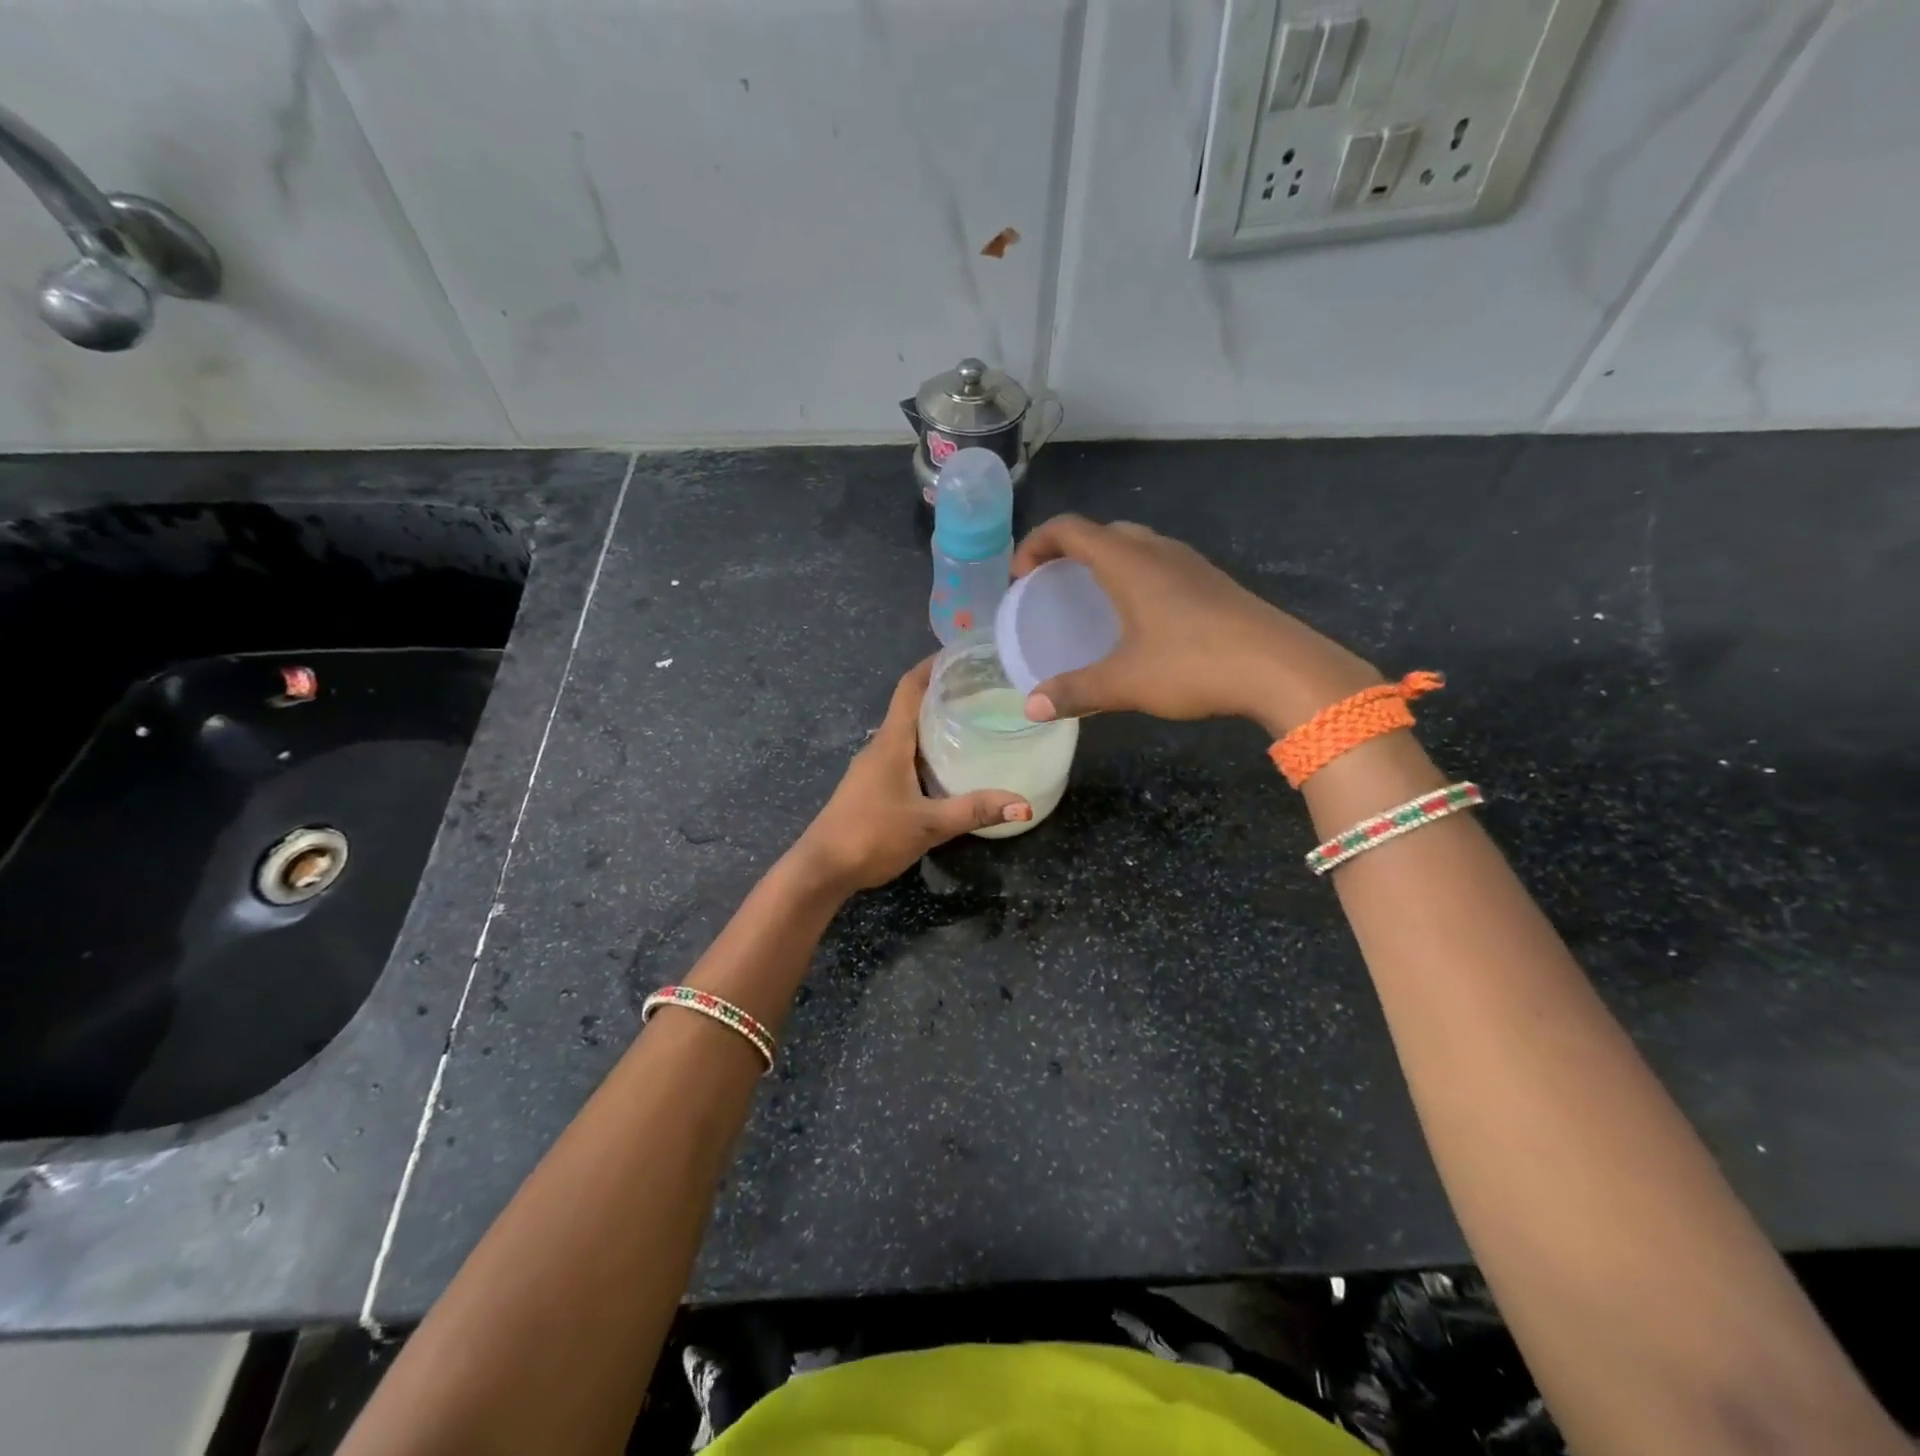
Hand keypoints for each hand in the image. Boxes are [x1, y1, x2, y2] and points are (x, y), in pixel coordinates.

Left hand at [790, 658, 1031, 894]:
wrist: (821, 869)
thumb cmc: (870, 836)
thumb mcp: (928, 825)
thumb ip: (974, 811)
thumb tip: (1022, 803)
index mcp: (890, 743)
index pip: (910, 688)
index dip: (933, 665)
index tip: (962, 653)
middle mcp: (880, 747)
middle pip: (911, 707)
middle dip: (943, 693)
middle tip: (984, 689)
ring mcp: (873, 768)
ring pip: (908, 734)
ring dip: (935, 723)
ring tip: (974, 721)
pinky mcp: (872, 787)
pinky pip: (904, 756)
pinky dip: (927, 750)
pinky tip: (949, 765)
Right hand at [1012, 515, 1382, 734]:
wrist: (1281, 668)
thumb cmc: (1194, 665)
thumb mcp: (1125, 682)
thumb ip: (1074, 691)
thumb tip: (1031, 707)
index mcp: (1129, 562)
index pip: (1070, 529)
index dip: (1036, 544)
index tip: (1021, 575)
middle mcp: (1158, 551)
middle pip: (1103, 532)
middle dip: (1069, 551)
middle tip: (1052, 585)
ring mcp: (1191, 564)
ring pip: (1136, 545)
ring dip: (1106, 561)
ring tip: (1091, 598)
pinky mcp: (1213, 583)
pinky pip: (1161, 564)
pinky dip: (1135, 576)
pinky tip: (1140, 617)